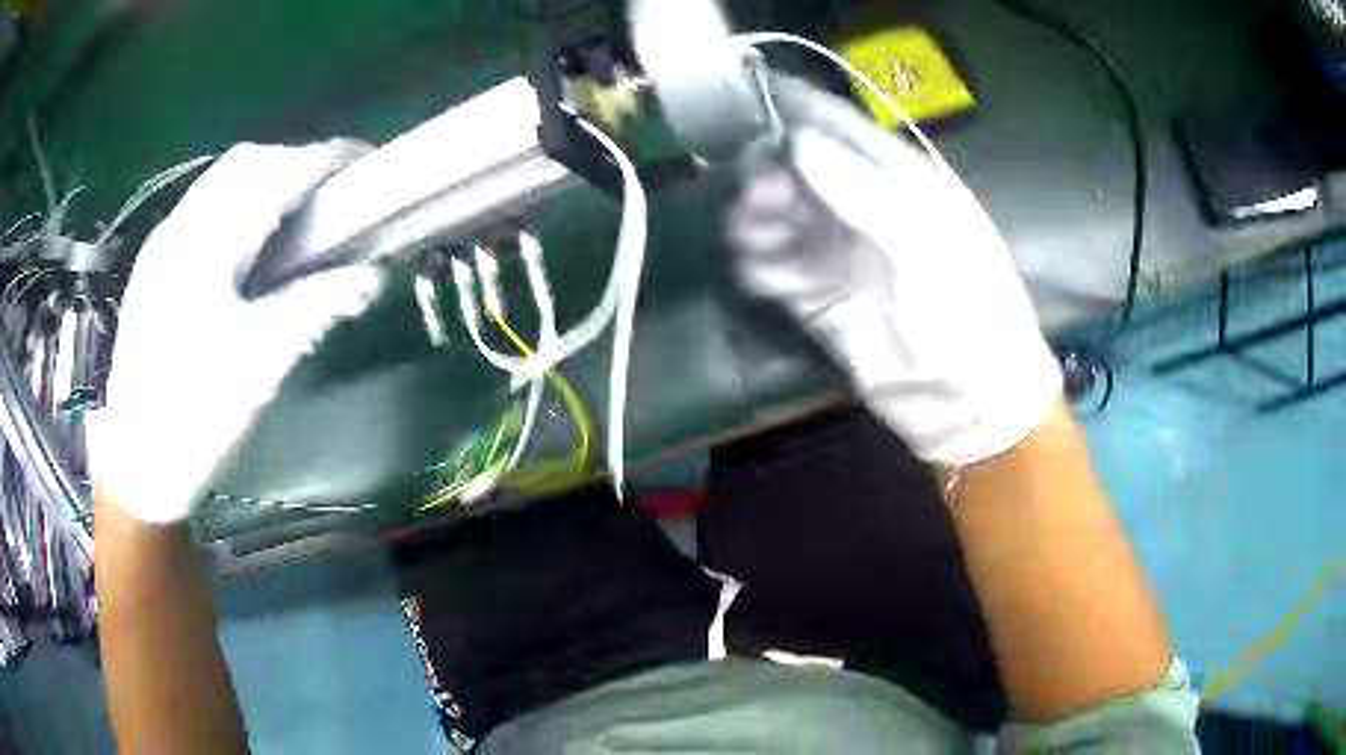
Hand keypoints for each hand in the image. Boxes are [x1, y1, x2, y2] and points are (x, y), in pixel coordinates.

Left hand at [88, 142, 384, 523]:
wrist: (138, 467)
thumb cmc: (194, 418)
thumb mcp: (259, 366)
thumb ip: (315, 308)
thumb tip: (372, 277)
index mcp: (202, 247)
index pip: (273, 173)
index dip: (324, 161)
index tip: (366, 168)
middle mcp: (178, 230)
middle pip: (245, 163)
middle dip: (295, 163)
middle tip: (334, 195)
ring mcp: (162, 246)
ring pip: (221, 182)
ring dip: (266, 180)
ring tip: (299, 215)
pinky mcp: (156, 268)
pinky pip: (204, 210)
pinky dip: (240, 205)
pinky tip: (253, 244)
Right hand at [728, 76, 1059, 466]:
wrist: (971, 401)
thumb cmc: (967, 310)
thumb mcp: (927, 243)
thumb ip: (862, 190)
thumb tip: (799, 143)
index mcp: (904, 183)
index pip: (844, 131)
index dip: (800, 112)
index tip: (751, 99)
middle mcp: (867, 211)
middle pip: (802, 173)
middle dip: (770, 174)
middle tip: (754, 193)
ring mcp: (843, 257)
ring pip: (783, 220)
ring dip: (758, 220)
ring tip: (750, 233)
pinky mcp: (822, 301)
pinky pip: (779, 271)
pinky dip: (761, 265)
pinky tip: (759, 271)